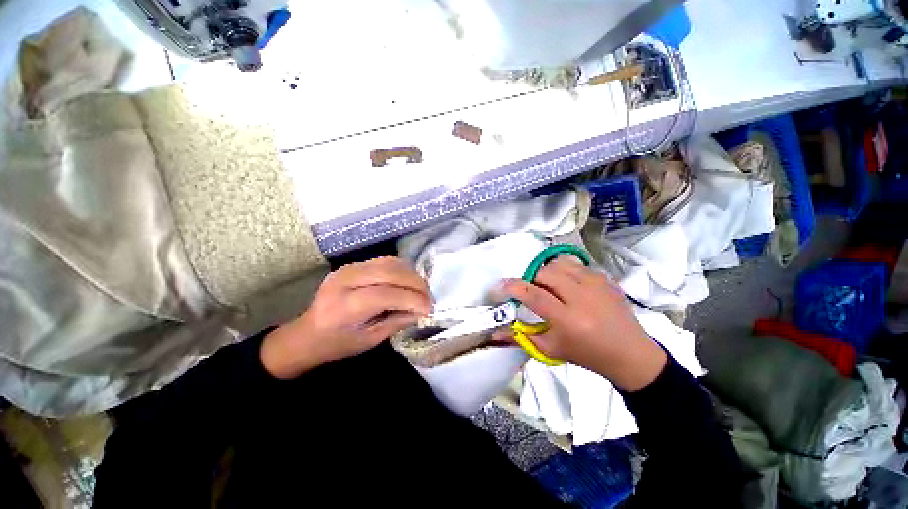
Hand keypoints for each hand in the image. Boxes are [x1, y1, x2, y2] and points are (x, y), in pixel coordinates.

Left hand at [261, 257, 430, 378]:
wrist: (307, 333)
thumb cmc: (337, 344)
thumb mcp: (369, 340)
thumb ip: (397, 322)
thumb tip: (422, 310)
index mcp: (344, 307)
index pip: (387, 295)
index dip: (412, 300)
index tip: (429, 309)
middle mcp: (345, 281)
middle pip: (390, 273)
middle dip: (416, 284)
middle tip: (429, 298)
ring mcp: (348, 268)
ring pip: (390, 263)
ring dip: (411, 275)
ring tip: (420, 290)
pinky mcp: (353, 265)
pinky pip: (385, 261)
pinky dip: (401, 269)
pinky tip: (407, 281)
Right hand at [498, 257, 666, 390]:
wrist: (630, 353)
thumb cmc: (586, 354)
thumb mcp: (550, 350)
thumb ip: (521, 337)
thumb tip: (494, 332)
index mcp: (568, 320)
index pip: (534, 295)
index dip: (513, 287)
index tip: (500, 286)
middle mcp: (582, 298)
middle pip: (545, 274)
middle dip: (532, 279)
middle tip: (532, 290)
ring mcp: (596, 284)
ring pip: (559, 264)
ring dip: (547, 272)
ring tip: (549, 285)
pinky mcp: (605, 278)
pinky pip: (576, 264)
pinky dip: (565, 271)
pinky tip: (568, 284)